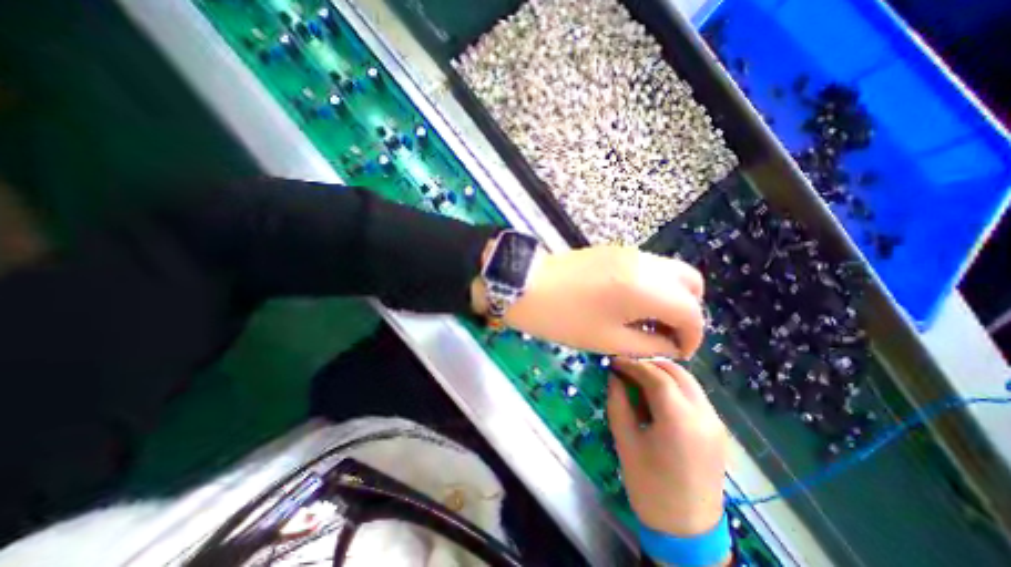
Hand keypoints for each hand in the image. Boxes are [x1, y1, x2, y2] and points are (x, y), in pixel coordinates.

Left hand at [478, 244, 705, 357]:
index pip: (692, 313)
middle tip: (665, 334)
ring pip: (670, 272)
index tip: (679, 352)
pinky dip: (653, 285)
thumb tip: (671, 345)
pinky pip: (649, 267)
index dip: (692, 337)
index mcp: (647, 288)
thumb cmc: (564, 317)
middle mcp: (646, 264)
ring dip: (670, 297)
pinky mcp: (614, 251)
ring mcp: (629, 253)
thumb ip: (648, 345)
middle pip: (690, 284)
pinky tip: (631, 303)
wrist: (526, 285)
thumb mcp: (608, 340)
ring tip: (647, 321)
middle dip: (686, 312)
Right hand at [608, 360, 727, 544]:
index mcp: (679, 420)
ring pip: (688, 381)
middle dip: (649, 364)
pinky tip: (658, 398)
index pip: (656, 376)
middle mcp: (704, 415)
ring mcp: (715, 422)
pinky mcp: (718, 430)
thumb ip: (618, 402)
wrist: (687, 531)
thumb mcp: (625, 440)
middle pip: (677, 372)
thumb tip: (614, 376)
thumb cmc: (649, 486)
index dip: (632, 364)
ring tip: (640, 380)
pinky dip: (675, 387)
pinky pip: (694, 395)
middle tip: (627, 368)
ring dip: (663, 374)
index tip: (615, 362)